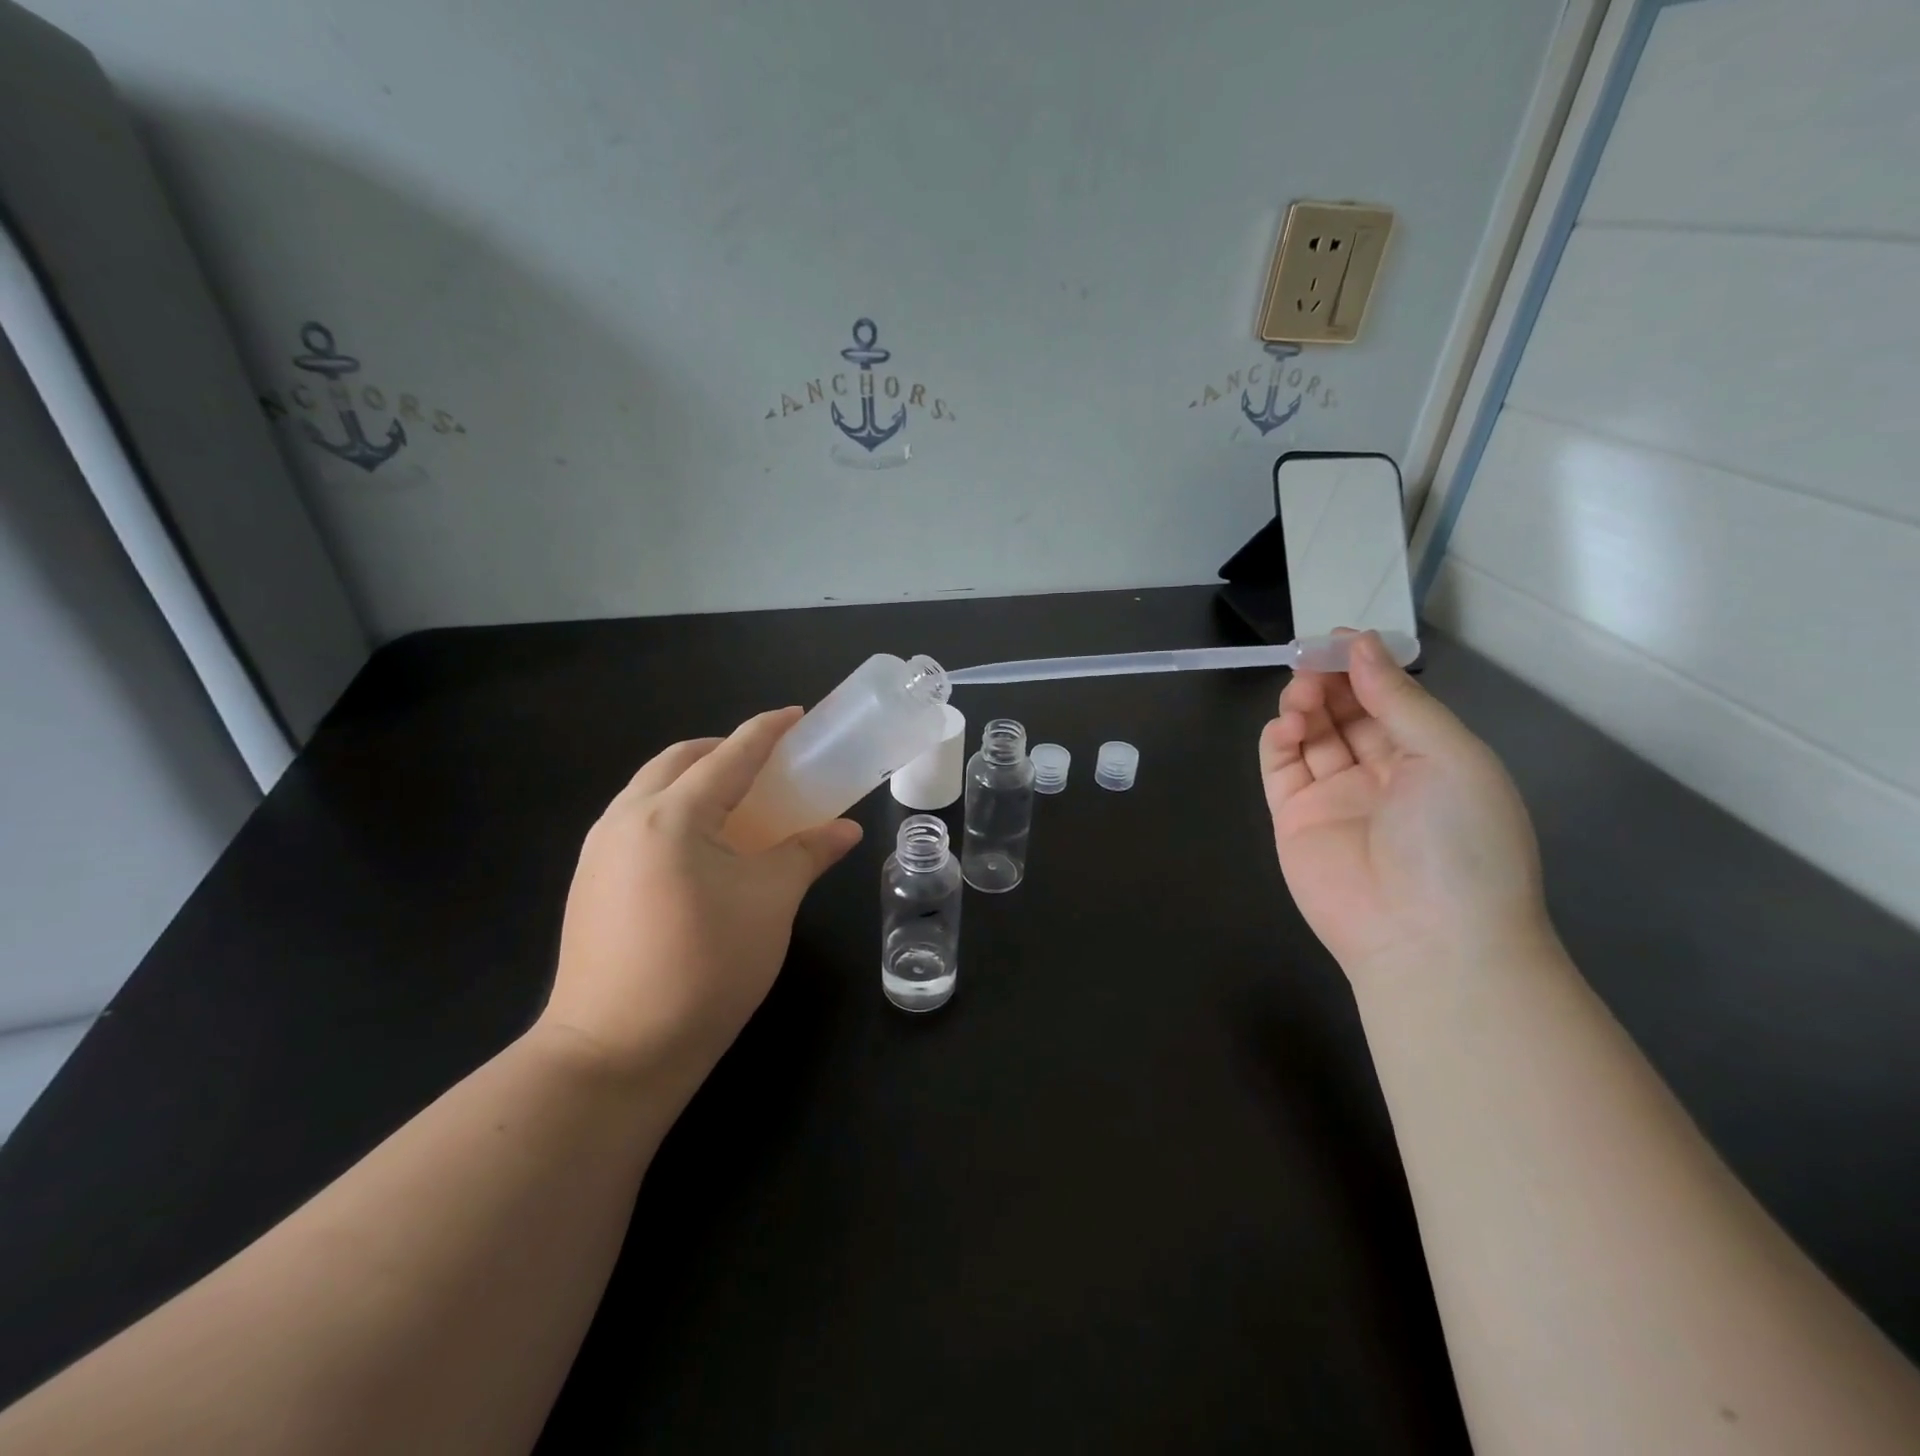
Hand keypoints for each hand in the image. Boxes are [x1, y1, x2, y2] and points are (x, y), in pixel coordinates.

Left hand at [538, 709, 862, 1097]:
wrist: (615, 1052)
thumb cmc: (706, 967)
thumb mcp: (771, 903)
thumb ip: (807, 853)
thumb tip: (845, 829)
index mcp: (672, 815)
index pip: (729, 755)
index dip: (766, 731)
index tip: (796, 716)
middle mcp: (626, 819)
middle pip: (678, 761)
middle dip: (723, 750)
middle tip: (766, 764)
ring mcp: (598, 851)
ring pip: (650, 789)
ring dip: (693, 780)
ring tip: (736, 804)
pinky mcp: (589, 882)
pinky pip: (635, 821)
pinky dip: (672, 812)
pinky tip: (699, 848)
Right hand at [1258, 633, 1550, 983]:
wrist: (1426, 938)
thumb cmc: (1458, 840)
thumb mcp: (1449, 756)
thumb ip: (1399, 700)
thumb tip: (1360, 646)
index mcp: (1430, 758)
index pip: (1390, 701)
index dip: (1365, 668)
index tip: (1338, 639)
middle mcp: (1382, 774)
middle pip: (1346, 713)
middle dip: (1329, 682)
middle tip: (1311, 661)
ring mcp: (1335, 797)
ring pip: (1311, 736)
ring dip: (1303, 706)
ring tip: (1301, 696)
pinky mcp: (1294, 819)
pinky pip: (1281, 768)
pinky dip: (1278, 740)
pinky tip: (1286, 726)